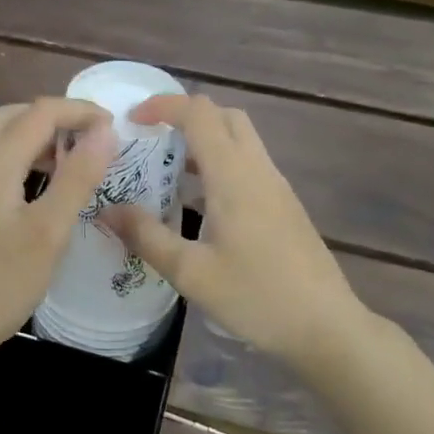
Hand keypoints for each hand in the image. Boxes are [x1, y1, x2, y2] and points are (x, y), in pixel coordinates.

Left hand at [0, 98, 115, 363]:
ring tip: (65, 160)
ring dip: (30, 135)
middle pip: (10, 115)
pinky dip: (14, 155)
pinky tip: (32, 187)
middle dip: (52, 117)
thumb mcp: (48, 233)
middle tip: (87, 139)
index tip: (114, 127)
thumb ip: (77, 177)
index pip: (40, 113)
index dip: (80, 111)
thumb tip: (104, 131)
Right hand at [104, 94, 367, 368]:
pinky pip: (248, 164)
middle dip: (185, 116)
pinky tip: (199, 203)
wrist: (326, 327)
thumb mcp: (191, 272)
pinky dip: (219, 163)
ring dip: (204, 140)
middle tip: (151, 139)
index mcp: (234, 176)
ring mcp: (276, 186)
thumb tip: (107, 210)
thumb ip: (146, 236)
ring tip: (167, 169)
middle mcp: (258, 170)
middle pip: (224, 116)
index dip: (163, 105)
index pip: (199, 113)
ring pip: (240, 139)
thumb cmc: (257, 297)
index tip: (132, 120)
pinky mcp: (284, 205)